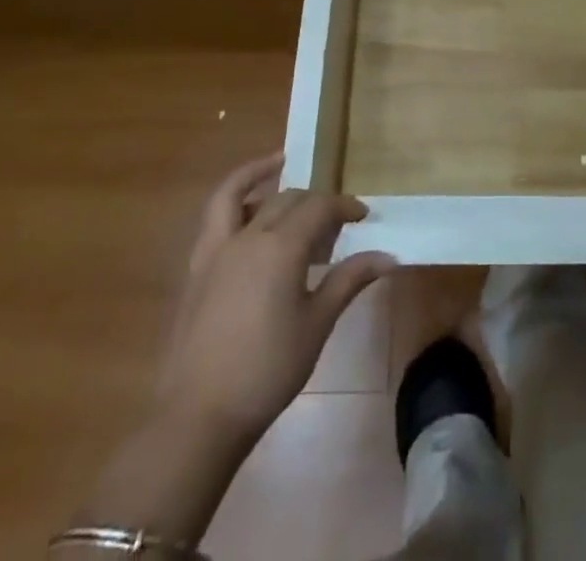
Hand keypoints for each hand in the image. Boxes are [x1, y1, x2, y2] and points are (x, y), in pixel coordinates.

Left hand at [155, 153, 396, 444]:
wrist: (199, 416)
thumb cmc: (268, 370)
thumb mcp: (317, 324)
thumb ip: (349, 281)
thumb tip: (388, 256)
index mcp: (281, 247)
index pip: (320, 207)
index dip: (344, 206)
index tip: (363, 215)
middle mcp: (248, 236)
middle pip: (287, 199)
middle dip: (314, 202)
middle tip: (333, 222)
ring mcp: (216, 249)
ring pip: (239, 193)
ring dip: (262, 176)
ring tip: (281, 168)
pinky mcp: (197, 268)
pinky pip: (213, 217)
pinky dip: (231, 199)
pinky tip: (246, 211)